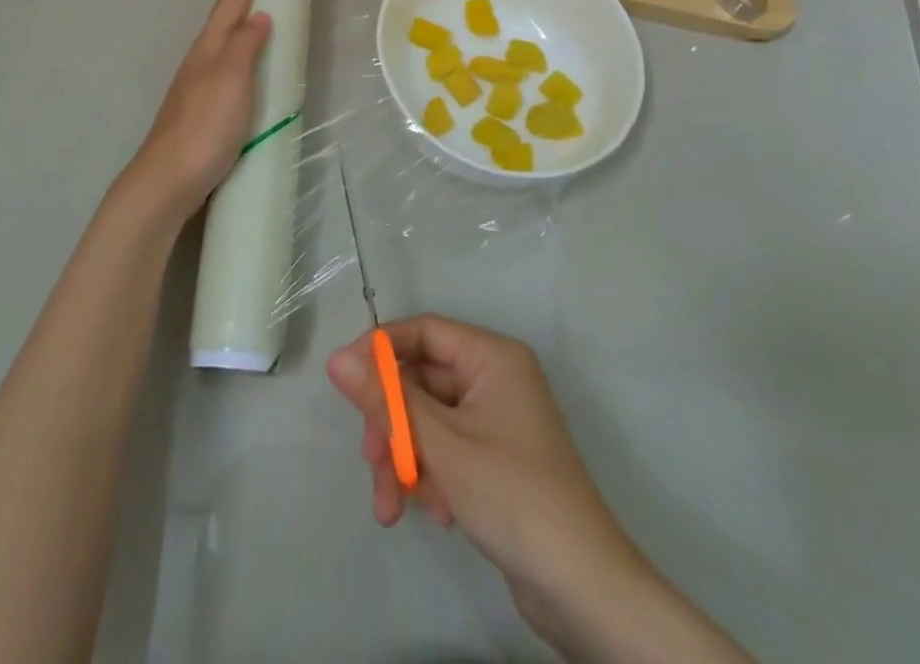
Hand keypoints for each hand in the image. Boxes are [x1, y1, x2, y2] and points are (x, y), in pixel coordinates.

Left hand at [118, 0, 271, 224]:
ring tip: (261, 4)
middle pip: (227, 13)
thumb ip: (246, 46)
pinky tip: (250, 62)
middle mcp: (204, 57)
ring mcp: (201, 83)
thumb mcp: (231, 79)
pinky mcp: (205, 107)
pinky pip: (230, 64)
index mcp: (211, 46)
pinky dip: (244, 49)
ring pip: (226, 38)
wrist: (168, 179)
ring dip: (243, 16)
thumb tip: (260, 17)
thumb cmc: (204, 126)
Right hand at [328, 316, 755, 662]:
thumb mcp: (440, 444)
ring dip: (405, 457)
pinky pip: (445, 447)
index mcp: (491, 356)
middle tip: (373, 461)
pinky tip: (434, 512)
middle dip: (391, 423)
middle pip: (420, 379)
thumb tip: (336, 358)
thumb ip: (386, 398)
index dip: (380, 350)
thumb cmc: (512, 496)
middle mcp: (494, 377)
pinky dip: (429, 474)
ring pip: (427, 418)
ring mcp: (494, 419)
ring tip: (393, 505)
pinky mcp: (493, 457)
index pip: (423, 331)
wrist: (583, 589)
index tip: (344, 381)